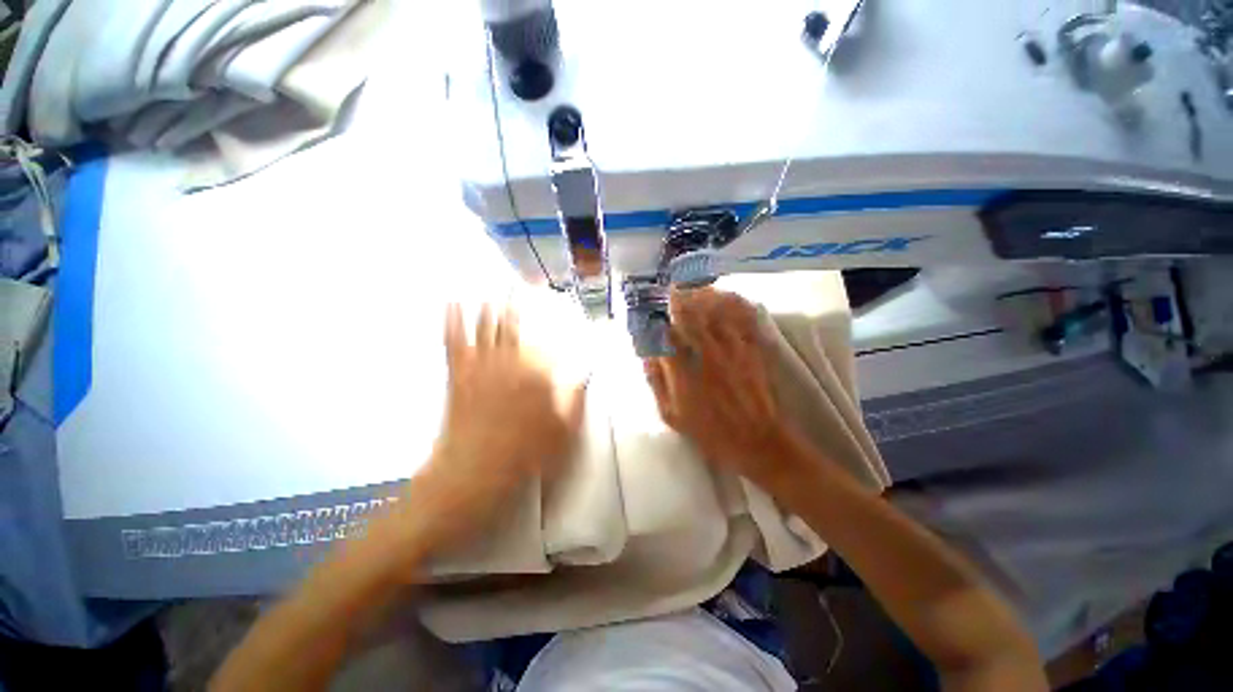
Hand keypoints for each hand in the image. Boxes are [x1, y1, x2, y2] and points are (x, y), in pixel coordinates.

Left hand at [407, 302, 585, 555]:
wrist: (473, 474)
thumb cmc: (524, 456)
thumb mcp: (564, 433)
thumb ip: (576, 399)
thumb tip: (586, 373)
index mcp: (536, 376)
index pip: (546, 339)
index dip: (548, 317)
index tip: (550, 301)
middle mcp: (509, 363)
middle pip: (513, 325)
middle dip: (516, 302)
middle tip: (518, 282)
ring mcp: (480, 367)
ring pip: (484, 326)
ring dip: (488, 304)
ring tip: (491, 285)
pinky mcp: (458, 375)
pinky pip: (454, 341)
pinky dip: (452, 320)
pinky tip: (451, 303)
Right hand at [644, 287, 799, 489]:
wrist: (758, 442)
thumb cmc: (710, 432)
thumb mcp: (672, 415)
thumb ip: (657, 382)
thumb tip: (647, 353)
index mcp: (685, 374)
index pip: (667, 335)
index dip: (659, 317)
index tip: (654, 308)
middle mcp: (708, 356)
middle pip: (693, 316)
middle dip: (681, 298)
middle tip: (673, 287)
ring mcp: (734, 351)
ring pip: (718, 312)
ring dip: (705, 296)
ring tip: (696, 287)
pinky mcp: (754, 351)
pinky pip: (744, 320)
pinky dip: (735, 304)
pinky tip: (728, 296)